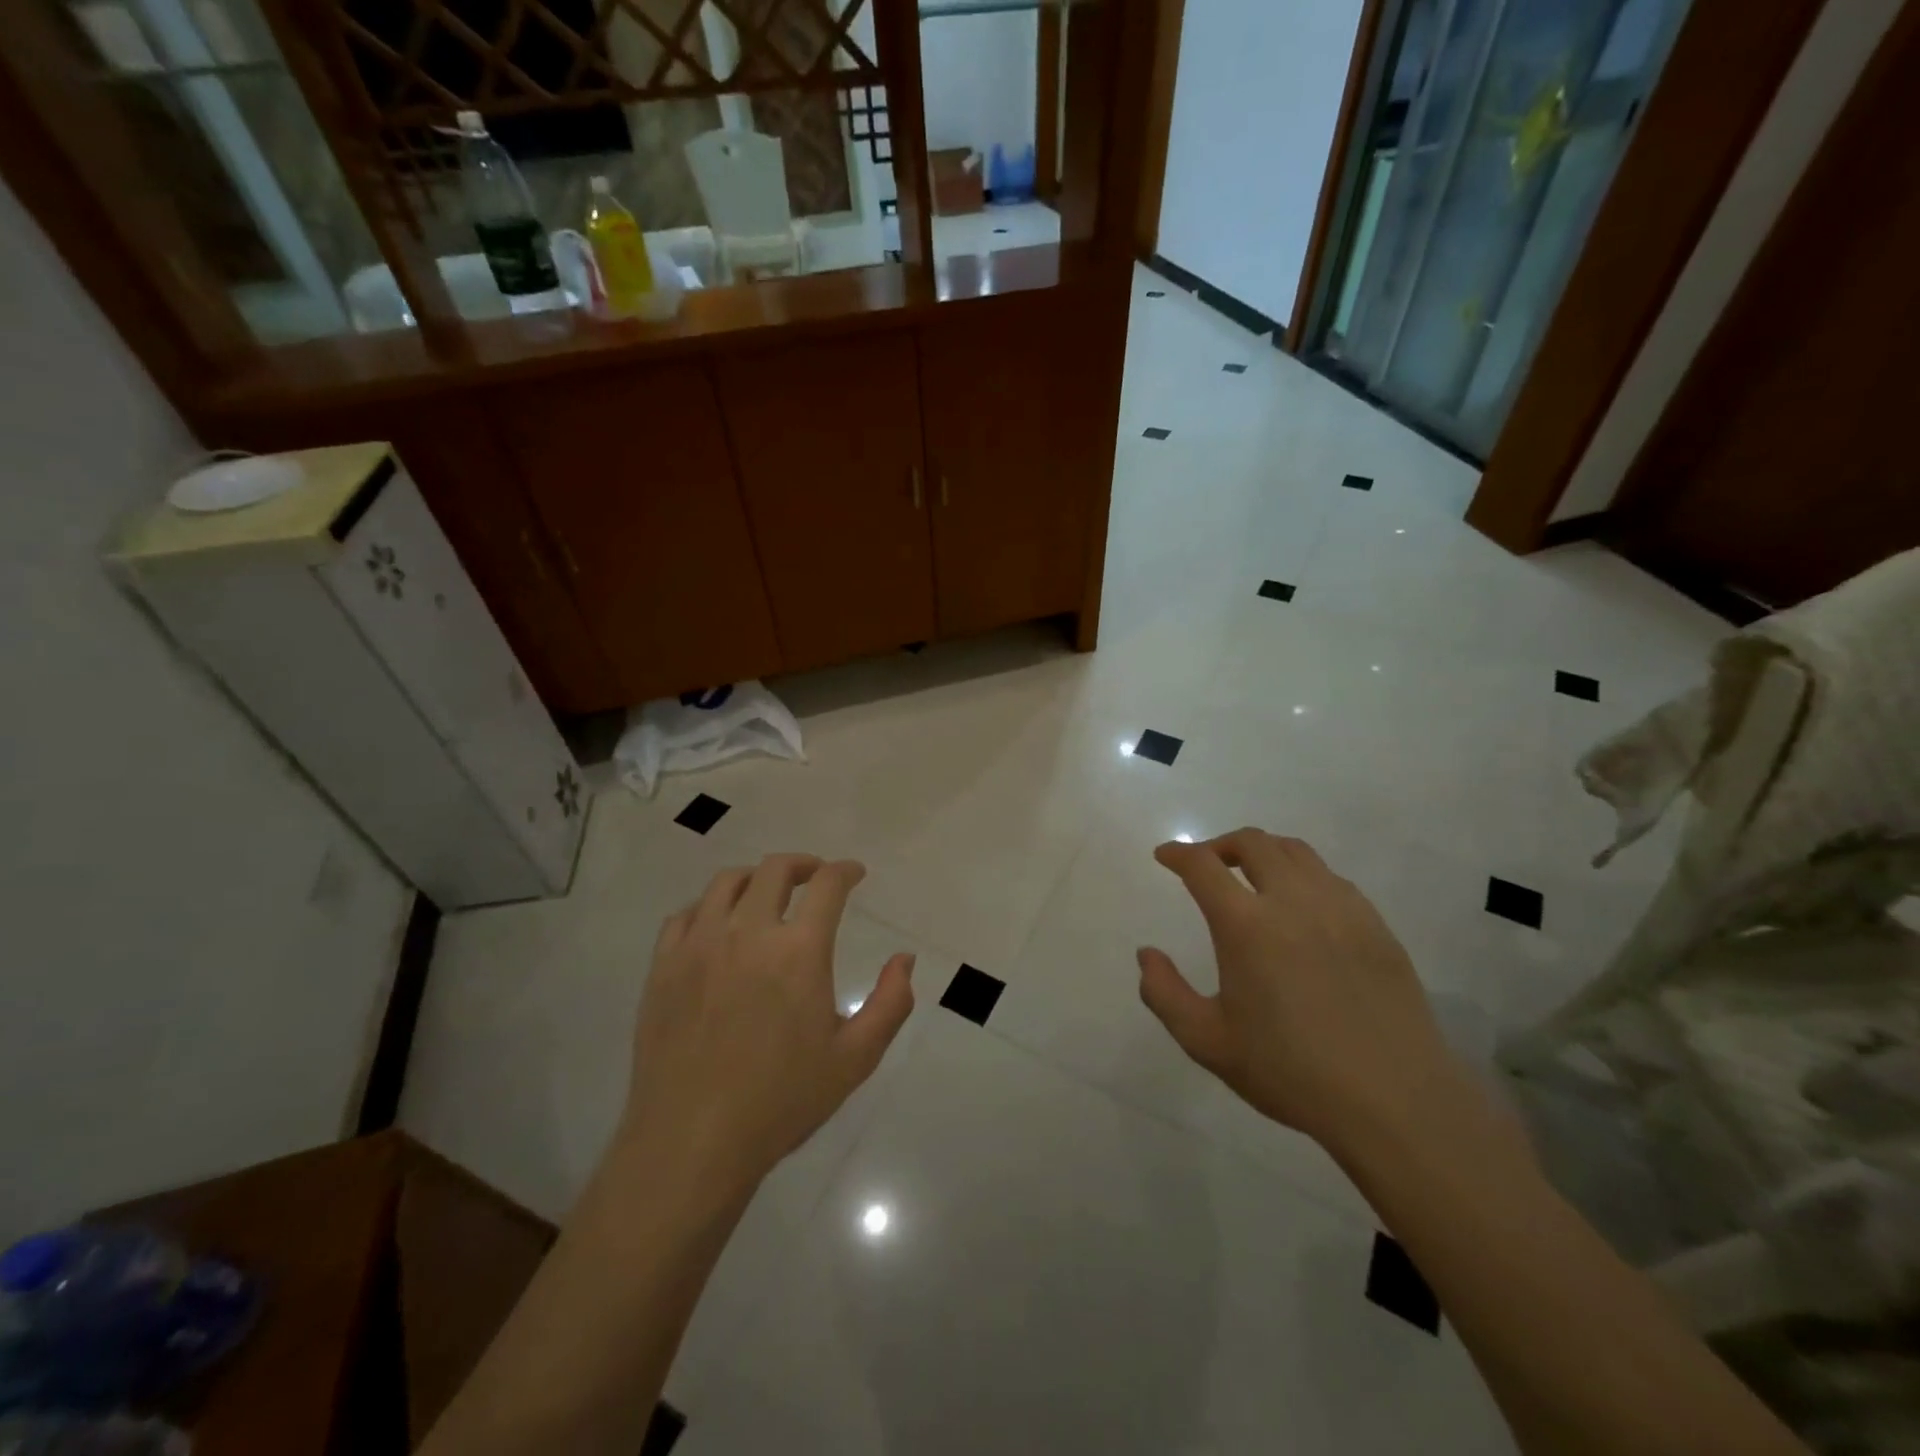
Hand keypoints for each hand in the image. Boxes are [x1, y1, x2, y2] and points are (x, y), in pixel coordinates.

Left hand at [617, 855, 914, 1202]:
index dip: (845, 871)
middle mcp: (748, 932)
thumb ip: (890, 1002)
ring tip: (767, 893)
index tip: (854, 874)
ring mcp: (699, 945)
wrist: (692, 1142)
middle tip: (815, 877)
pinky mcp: (663, 966)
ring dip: (755, 877)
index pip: (827, 885)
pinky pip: (685, 914)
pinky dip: (709, 907)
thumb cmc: (781, 1101)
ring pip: (726, 882)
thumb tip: (904, 959)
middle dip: (803, 864)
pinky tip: (718, 926)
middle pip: (775, 869)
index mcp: (799, 950)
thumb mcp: (855, 1058)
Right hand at [1137, 829, 1466, 1151]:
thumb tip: (1147, 954)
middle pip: (1253, 843)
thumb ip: (1165, 993)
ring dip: (1263, 852)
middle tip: (1206, 863)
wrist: (1394, 1101)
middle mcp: (1293, 901)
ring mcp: (1341, 909)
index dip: (1179, 854)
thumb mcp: (1207, 1042)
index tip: (1165, 856)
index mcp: (1246, 925)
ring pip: (1296, 852)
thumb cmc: (1290, 1071)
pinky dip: (1303, 875)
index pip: (1203, 865)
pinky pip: (1332, 878)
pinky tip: (1301, 906)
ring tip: (1251, 875)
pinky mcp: (1375, 925)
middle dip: (1220, 844)